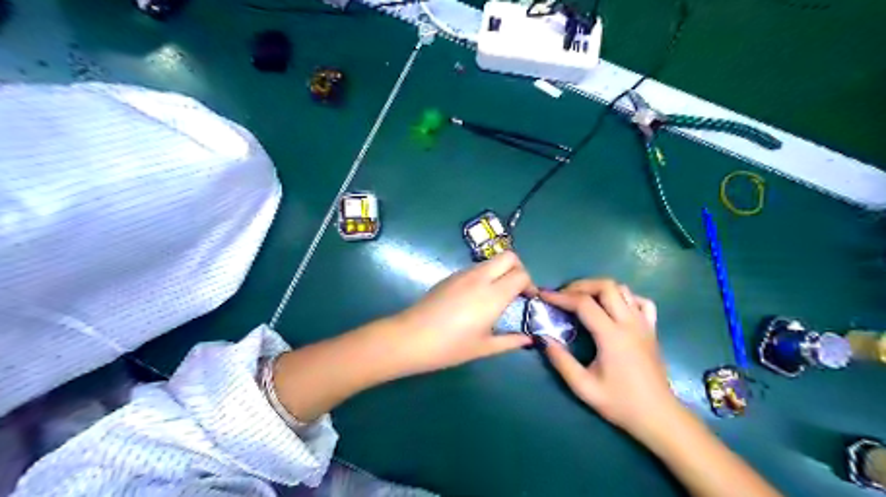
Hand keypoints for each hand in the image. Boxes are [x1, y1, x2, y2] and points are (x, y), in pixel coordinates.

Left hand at [389, 252, 539, 376]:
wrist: (410, 338)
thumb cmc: (449, 347)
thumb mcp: (483, 348)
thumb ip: (510, 341)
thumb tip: (529, 339)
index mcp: (493, 295)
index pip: (521, 274)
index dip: (530, 284)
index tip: (529, 299)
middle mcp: (480, 278)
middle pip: (509, 256)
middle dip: (519, 268)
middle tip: (517, 290)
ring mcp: (463, 274)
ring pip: (491, 261)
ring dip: (501, 271)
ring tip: (498, 295)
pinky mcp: (450, 276)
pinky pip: (476, 268)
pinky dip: (486, 275)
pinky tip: (478, 297)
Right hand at [540, 279, 679, 437]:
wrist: (659, 417)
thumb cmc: (621, 403)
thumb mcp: (584, 387)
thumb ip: (561, 361)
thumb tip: (543, 338)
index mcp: (612, 336)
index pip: (583, 303)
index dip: (560, 296)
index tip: (543, 295)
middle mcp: (629, 323)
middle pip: (605, 286)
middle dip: (580, 285)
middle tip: (563, 295)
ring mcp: (644, 324)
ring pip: (623, 289)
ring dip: (599, 288)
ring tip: (582, 299)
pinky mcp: (652, 329)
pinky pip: (641, 301)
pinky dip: (624, 297)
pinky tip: (613, 308)